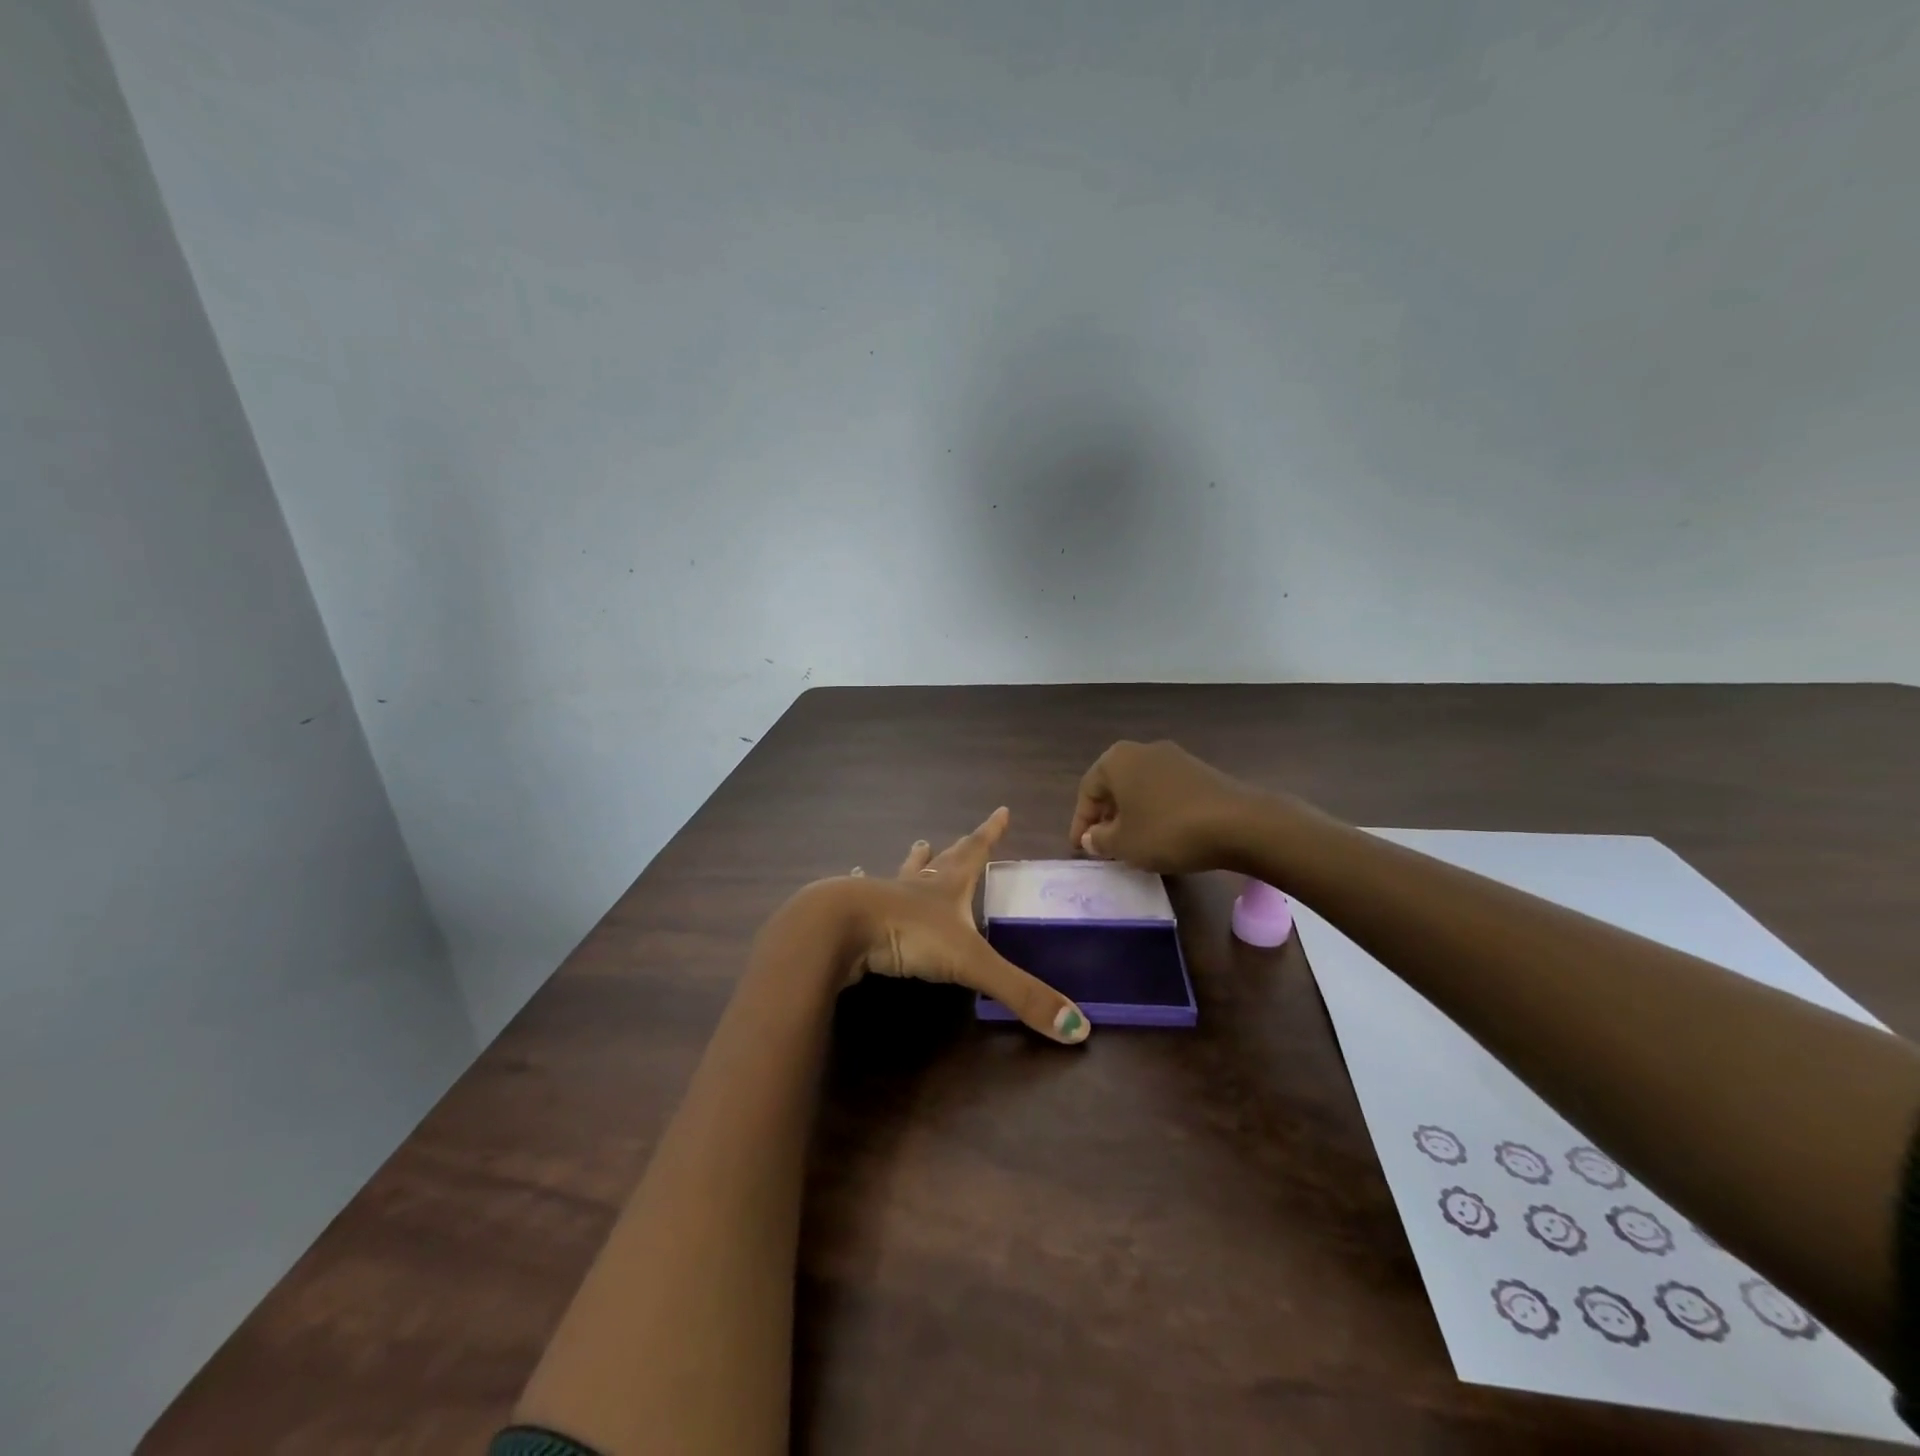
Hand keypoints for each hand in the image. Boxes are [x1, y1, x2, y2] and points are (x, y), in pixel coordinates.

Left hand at [842, 807, 1089, 1043]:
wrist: (841, 928)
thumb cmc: (909, 934)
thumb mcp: (971, 963)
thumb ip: (1020, 994)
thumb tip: (1079, 1029)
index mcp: (947, 888)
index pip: (976, 853)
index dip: (991, 834)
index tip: (1001, 810)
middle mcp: (917, 885)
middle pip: (941, 861)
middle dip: (955, 848)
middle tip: (959, 834)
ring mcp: (883, 896)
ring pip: (903, 874)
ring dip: (914, 863)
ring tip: (917, 844)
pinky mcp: (855, 914)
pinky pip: (863, 896)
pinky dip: (863, 886)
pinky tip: (853, 877)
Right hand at [1069, 739, 1261, 874]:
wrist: (1240, 824)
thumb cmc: (1168, 831)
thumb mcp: (1124, 844)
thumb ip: (1100, 840)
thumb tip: (1092, 837)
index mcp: (1116, 760)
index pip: (1087, 791)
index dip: (1080, 823)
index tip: (1079, 849)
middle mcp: (1143, 750)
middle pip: (1114, 785)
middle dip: (1106, 816)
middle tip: (1103, 845)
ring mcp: (1175, 758)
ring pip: (1141, 788)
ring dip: (1132, 814)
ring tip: (1133, 843)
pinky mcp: (1201, 772)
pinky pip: (1165, 791)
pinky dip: (1156, 811)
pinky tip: (1163, 835)